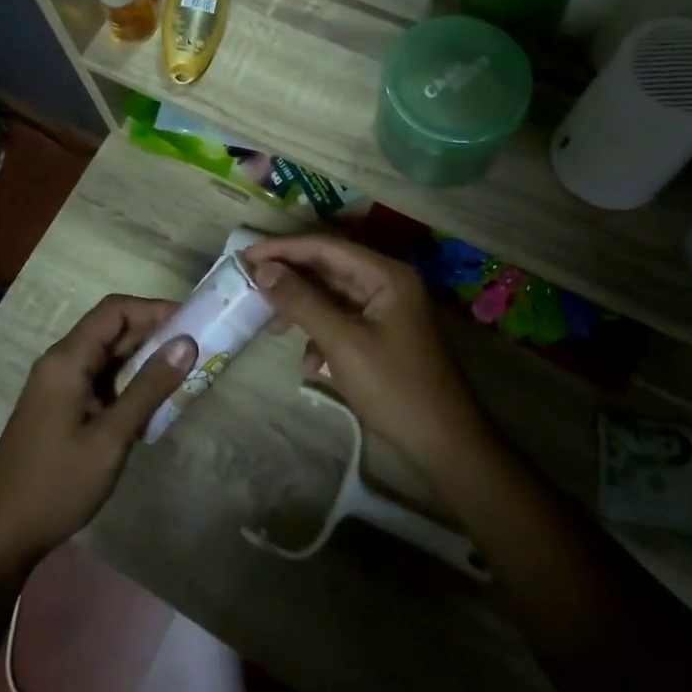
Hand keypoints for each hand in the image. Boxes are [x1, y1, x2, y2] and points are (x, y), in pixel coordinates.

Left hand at [0, 296, 194, 568]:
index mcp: (67, 359)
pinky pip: (99, 380)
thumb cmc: (57, 483)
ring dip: (143, 361)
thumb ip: (148, 388)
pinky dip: (128, 383)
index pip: (115, 310)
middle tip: (196, 350)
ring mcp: (58, 386)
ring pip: (107, 356)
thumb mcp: (111, 437)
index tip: (192, 322)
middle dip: (154, 334)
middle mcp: (60, 362)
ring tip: (183, 375)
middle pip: (111, 330)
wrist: (1, 534)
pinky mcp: (60, 407)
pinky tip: (153, 404)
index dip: (154, 308)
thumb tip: (186, 343)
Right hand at [241, 236, 489, 474]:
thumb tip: (263, 269)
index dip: (284, 248)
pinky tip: (309, 365)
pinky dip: (321, 336)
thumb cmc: (395, 387)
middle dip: (291, 278)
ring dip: (303, 309)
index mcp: (386, 274)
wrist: (445, 444)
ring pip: (333, 297)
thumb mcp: (342, 342)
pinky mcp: (382, 336)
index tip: (246, 256)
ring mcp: (386, 310)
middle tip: (251, 287)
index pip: (326, 246)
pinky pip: (343, 322)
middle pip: (329, 268)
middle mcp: (388, 283)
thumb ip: (302, 301)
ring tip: (273, 327)